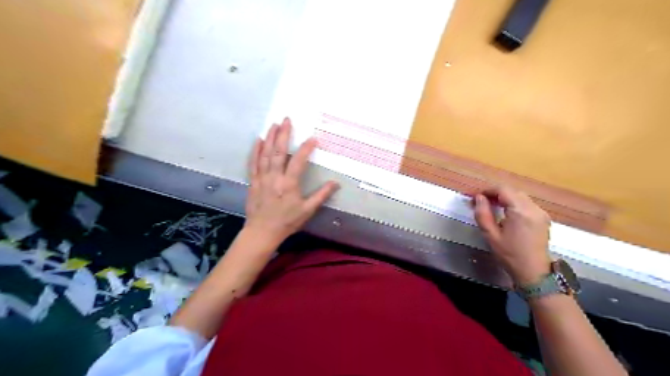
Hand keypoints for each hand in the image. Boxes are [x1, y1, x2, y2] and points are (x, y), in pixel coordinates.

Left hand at [245, 118, 339, 244]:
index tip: (313, 138)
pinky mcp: (253, 182)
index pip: (298, 161)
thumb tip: (336, 183)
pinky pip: (253, 163)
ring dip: (269, 138)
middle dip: (283, 134)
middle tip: (286, 119)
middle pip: (278, 152)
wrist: (262, 232)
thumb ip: (321, 195)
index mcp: (289, 184)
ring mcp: (262, 178)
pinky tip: (258, 140)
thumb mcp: (307, 210)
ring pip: (265, 154)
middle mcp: (274, 177)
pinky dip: (255, 151)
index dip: (306, 148)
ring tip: (273, 124)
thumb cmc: (287, 221)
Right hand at [470, 185, 548, 284]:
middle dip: (495, 194)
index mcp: (521, 211)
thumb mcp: (490, 235)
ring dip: (504, 198)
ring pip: (519, 196)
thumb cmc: (510, 254)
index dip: (487, 190)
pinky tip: (505, 213)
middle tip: (480, 202)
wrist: (534, 272)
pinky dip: (513, 203)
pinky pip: (526, 204)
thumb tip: (478, 198)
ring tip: (490, 206)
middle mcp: (533, 208)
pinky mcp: (543, 218)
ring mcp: (540, 212)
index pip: (503, 190)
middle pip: (512, 191)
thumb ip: (483, 214)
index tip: (474, 197)